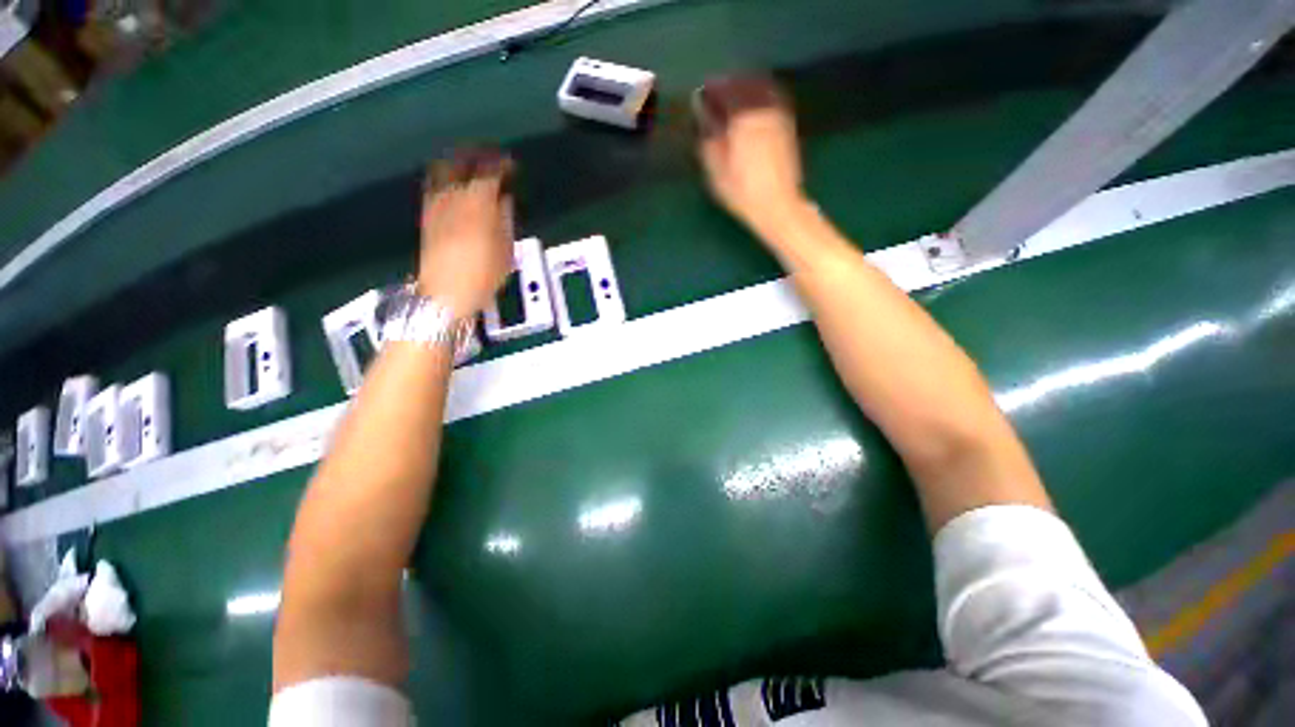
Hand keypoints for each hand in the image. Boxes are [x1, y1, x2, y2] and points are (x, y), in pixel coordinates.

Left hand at [418, 148, 515, 317]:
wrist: (446, 292)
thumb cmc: (484, 273)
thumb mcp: (506, 248)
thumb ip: (505, 218)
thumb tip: (504, 199)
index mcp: (477, 202)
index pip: (489, 171)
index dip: (501, 164)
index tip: (511, 165)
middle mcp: (452, 196)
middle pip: (460, 162)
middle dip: (476, 155)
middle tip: (490, 158)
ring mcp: (435, 203)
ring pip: (443, 170)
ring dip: (458, 163)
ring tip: (471, 168)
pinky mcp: (427, 214)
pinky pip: (435, 185)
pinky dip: (446, 179)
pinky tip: (455, 187)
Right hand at [696, 74, 806, 235]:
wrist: (778, 205)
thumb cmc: (742, 191)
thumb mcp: (717, 171)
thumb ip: (709, 138)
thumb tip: (703, 114)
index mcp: (742, 119)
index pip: (725, 91)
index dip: (712, 89)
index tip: (702, 92)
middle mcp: (762, 110)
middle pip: (744, 84)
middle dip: (729, 84)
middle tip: (717, 89)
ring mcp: (778, 116)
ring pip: (761, 88)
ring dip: (746, 86)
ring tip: (735, 94)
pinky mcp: (788, 126)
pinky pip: (773, 99)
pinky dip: (762, 94)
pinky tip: (755, 104)